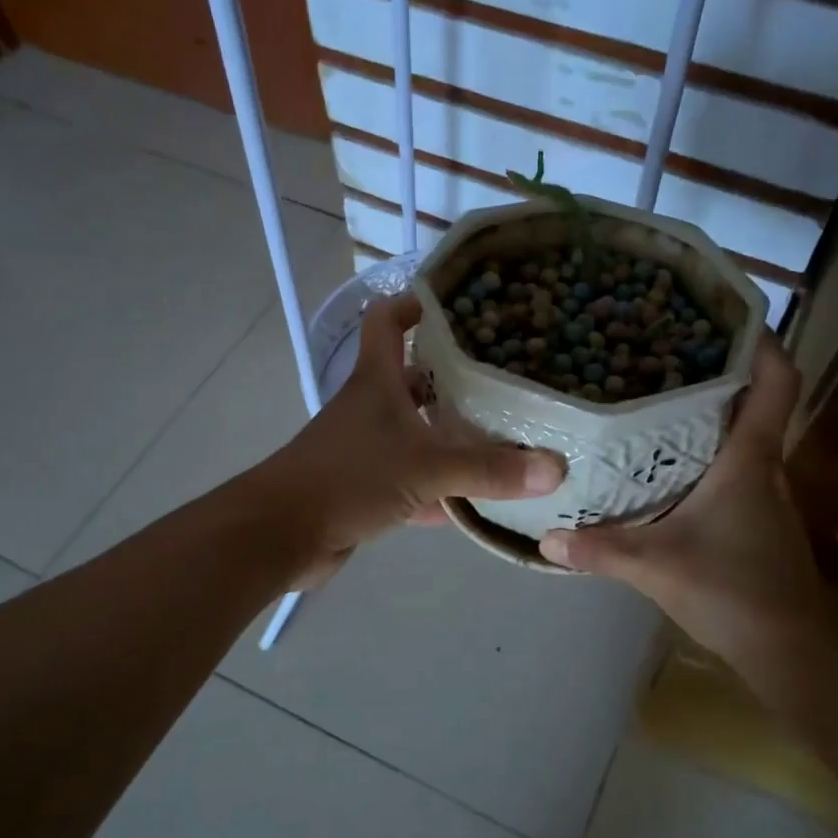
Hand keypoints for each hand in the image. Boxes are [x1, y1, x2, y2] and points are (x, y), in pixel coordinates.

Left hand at [260, 292, 564, 584]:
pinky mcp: (367, 490)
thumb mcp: (426, 467)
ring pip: (418, 433)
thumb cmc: (349, 478)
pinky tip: (480, 501)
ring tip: (507, 435)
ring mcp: (368, 450)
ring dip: (453, 436)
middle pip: (415, 379)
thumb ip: (489, 469)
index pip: (389, 321)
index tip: (459, 303)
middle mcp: (372, 408)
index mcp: (377, 381)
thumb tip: (555, 468)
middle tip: (508, 378)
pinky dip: (443, 491)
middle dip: (455, 378)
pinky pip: (415, 482)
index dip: (416, 303)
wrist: (281, 535)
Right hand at [538, 336, 822, 682]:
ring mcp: (767, 496)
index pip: (776, 383)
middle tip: (664, 351)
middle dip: (718, 372)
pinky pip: (736, 468)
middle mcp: (766, 468)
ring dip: (711, 414)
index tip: (728, 316)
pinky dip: (708, 453)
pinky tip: (668, 464)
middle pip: (754, 402)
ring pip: (743, 437)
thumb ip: (600, 549)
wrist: (790, 651)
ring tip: (658, 397)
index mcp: (750, 460)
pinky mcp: (759, 520)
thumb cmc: (733, 592)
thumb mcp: (655, 566)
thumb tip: (545, 538)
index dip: (763, 343)